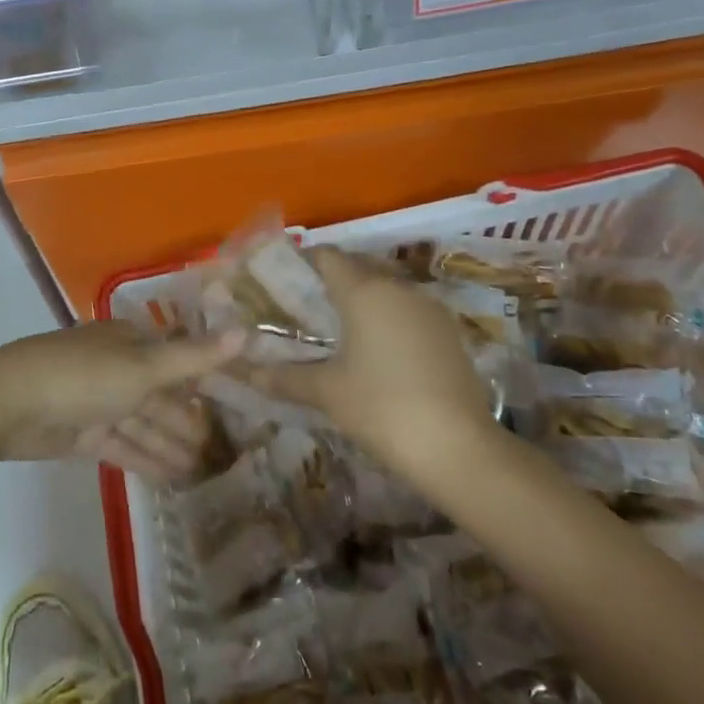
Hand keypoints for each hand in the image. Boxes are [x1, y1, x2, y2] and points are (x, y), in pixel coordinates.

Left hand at [0, 321, 242, 479]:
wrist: (8, 404)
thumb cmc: (82, 376)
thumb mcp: (144, 366)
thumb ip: (194, 357)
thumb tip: (247, 332)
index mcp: (130, 341)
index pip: (176, 358)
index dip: (204, 380)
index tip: (234, 404)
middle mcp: (117, 367)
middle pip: (161, 395)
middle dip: (188, 421)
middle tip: (224, 451)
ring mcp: (98, 401)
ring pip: (144, 423)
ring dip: (171, 445)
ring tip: (204, 472)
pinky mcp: (83, 433)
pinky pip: (123, 445)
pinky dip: (146, 459)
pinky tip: (172, 479)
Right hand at [240, 247, 496, 465]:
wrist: (459, 448)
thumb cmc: (382, 408)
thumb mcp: (326, 392)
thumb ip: (282, 377)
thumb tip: (243, 372)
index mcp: (364, 290)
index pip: (326, 255)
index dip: (302, 262)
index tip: (281, 281)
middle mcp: (398, 286)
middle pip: (357, 266)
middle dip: (330, 279)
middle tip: (304, 305)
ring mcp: (429, 307)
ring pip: (386, 286)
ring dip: (362, 297)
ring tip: (337, 328)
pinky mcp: (449, 331)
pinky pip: (408, 308)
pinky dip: (387, 316)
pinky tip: (376, 348)